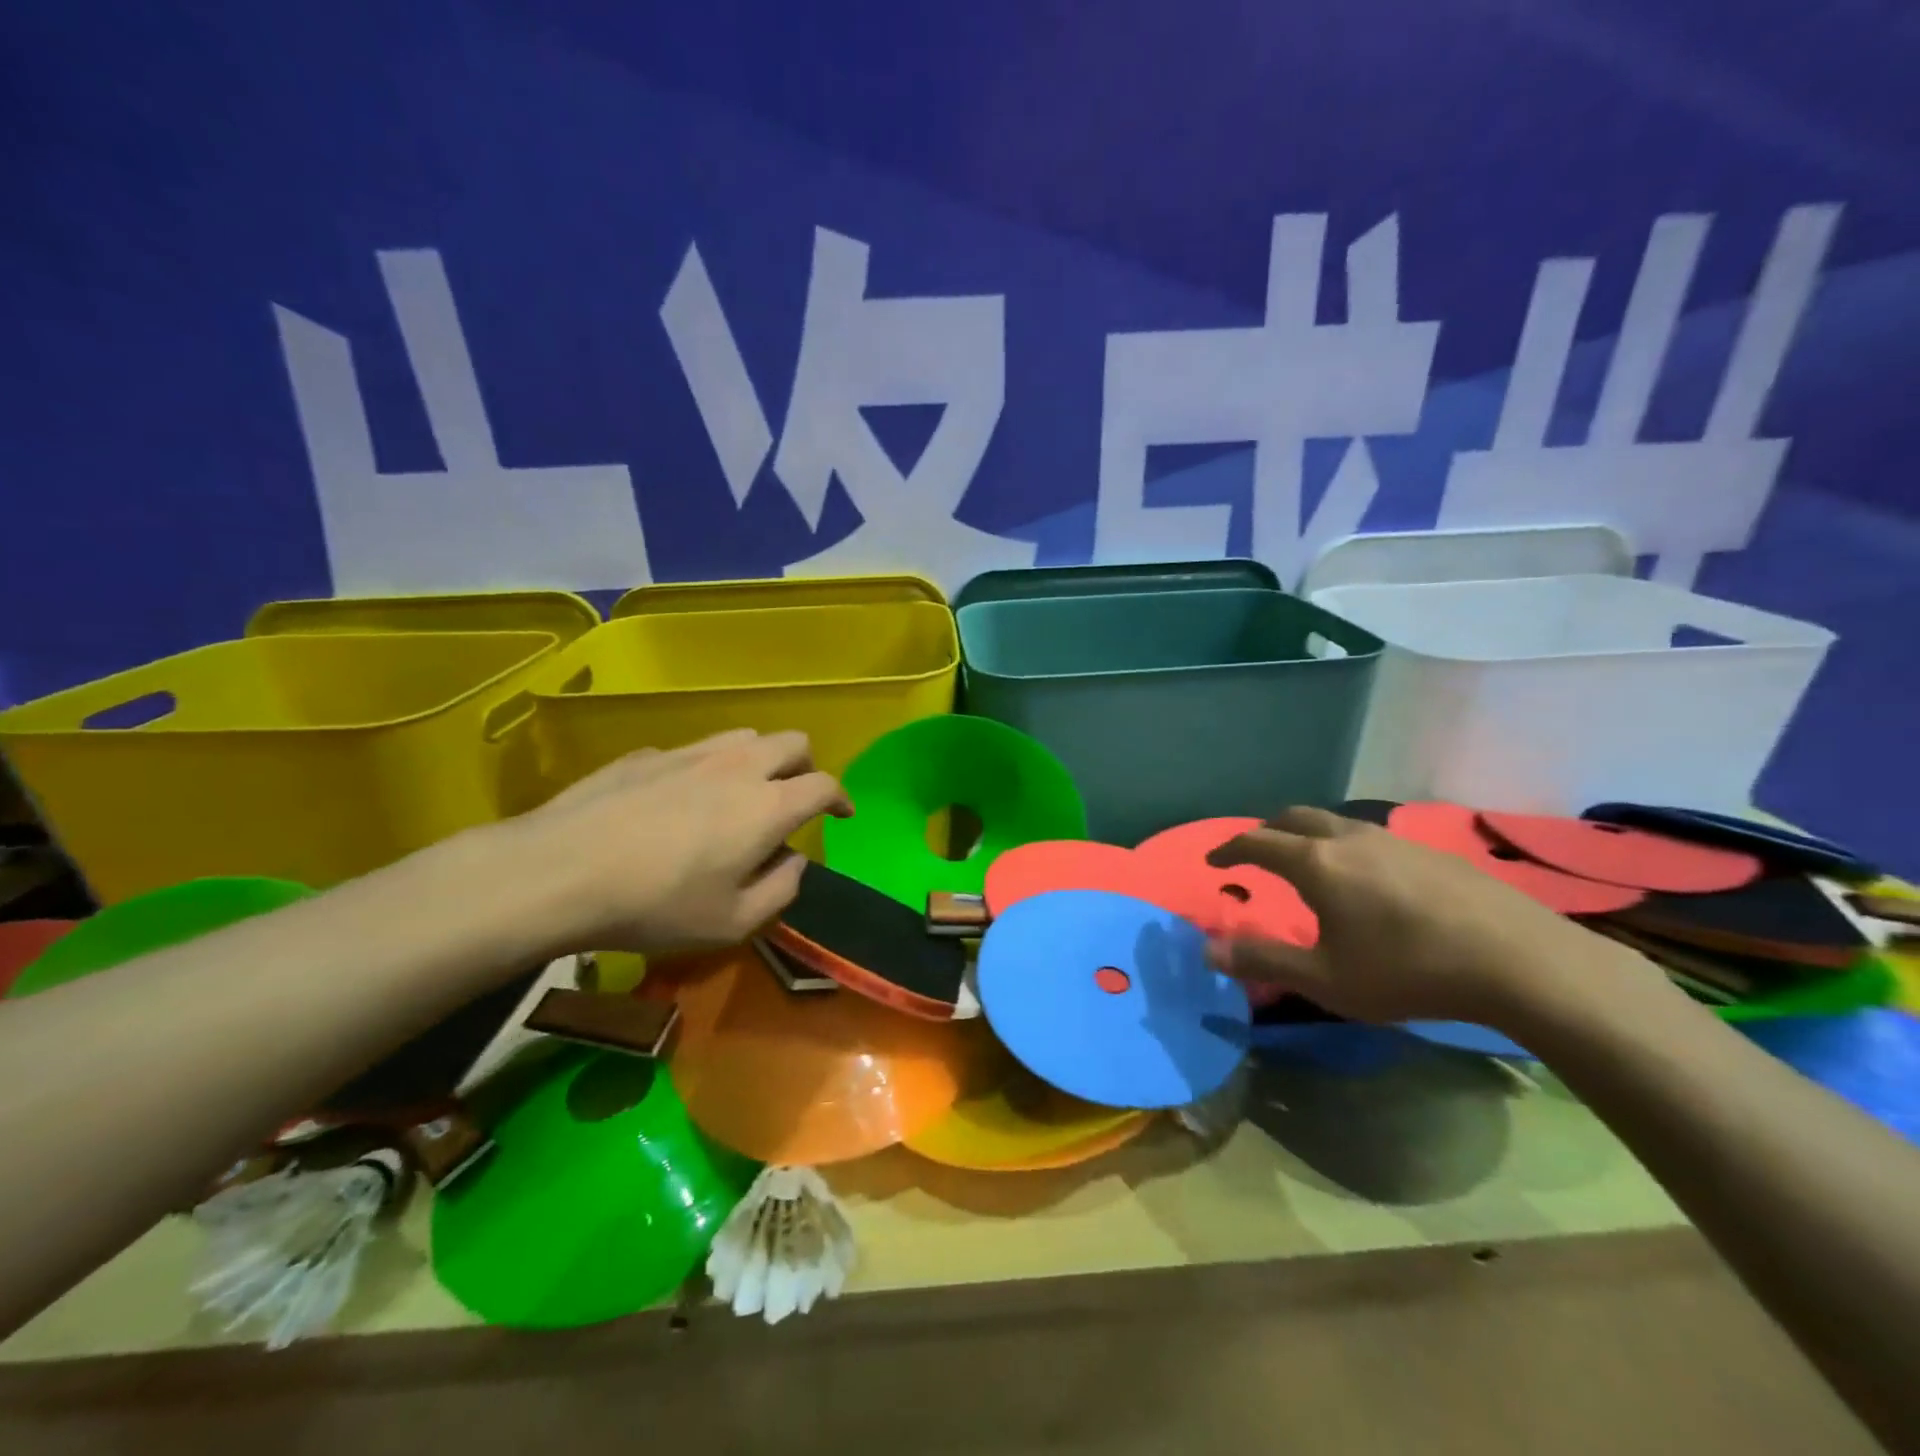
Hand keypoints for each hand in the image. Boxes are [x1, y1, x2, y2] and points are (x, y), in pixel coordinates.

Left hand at [501, 729, 850, 955]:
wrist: (561, 871)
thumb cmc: (657, 904)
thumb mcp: (733, 922)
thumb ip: (780, 890)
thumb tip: (794, 860)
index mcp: (769, 806)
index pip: (825, 784)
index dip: (841, 798)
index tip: (842, 815)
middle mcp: (739, 767)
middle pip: (793, 742)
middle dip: (806, 767)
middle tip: (795, 798)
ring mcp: (691, 753)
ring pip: (746, 737)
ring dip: (760, 760)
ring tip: (743, 793)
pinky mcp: (648, 754)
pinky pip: (695, 751)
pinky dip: (707, 769)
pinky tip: (679, 802)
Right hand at [1205, 807, 1665, 1029]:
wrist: (1519, 961)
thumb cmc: (1408, 970)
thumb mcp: (1325, 978)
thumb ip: (1263, 961)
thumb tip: (1207, 950)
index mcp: (1315, 863)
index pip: (1255, 842)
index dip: (1228, 849)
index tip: (1213, 861)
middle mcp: (1347, 838)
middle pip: (1292, 818)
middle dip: (1265, 832)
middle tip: (1253, 854)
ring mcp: (1392, 839)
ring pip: (1332, 823)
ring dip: (1305, 835)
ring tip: (1306, 863)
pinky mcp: (1429, 851)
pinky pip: (1368, 836)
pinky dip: (1343, 845)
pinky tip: (1365, 879)